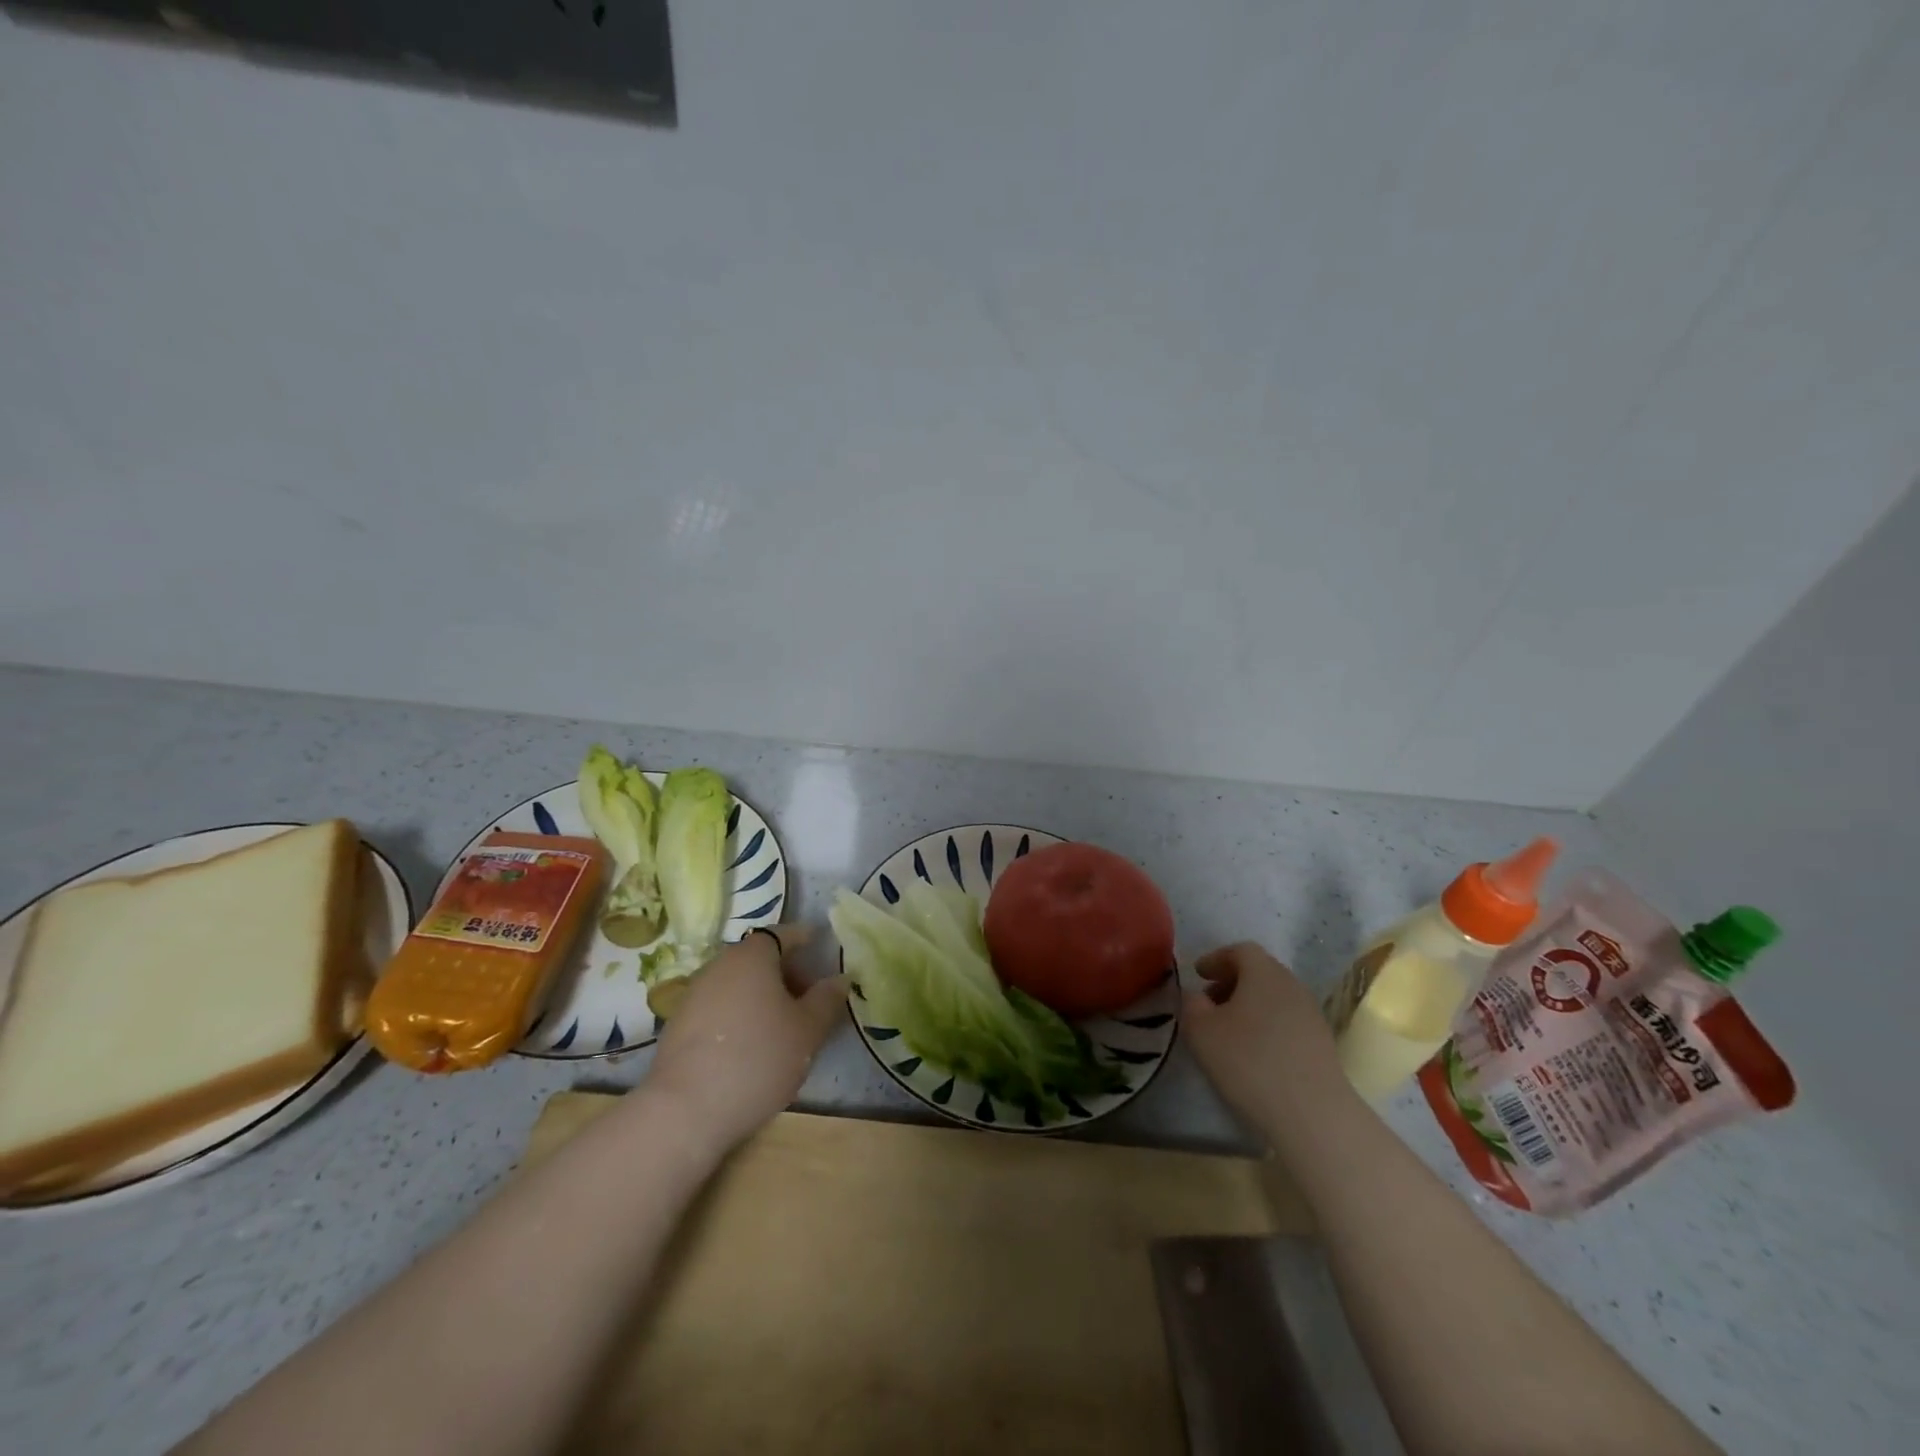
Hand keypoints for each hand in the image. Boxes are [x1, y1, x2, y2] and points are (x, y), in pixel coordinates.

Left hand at [642, 928, 848, 1152]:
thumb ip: (827, 1000)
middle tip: (809, 1000)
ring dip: (762, 996)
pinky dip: (740, 1015)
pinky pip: (720, 1007)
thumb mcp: (807, 1031)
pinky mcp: (678, 1025)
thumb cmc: (757, 1059)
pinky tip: (750, 1046)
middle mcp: (720, 965)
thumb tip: (839, 979)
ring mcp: (694, 994)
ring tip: (783, 1028)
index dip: (804, 940)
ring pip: (738, 984)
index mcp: (752, 956)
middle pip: (759, 959)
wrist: (684, 1111)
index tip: (819, 950)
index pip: (782, 934)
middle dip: (786, 973)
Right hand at [1182, 942, 1348, 1138]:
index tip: (1198, 974)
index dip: (1216, 959)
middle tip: (1209, 1001)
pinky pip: (1287, 1021)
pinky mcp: (1322, 1044)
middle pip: (1260, 972)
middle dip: (1232, 982)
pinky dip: (1267, 1025)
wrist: (1313, 1114)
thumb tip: (1197, 997)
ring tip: (1229, 1030)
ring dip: (1250, 1005)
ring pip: (1275, 998)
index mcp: (1264, 973)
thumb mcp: (1201, 1031)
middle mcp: (1292, 985)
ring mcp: (1312, 1015)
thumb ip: (1191, 1005)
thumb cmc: (1249, 1062)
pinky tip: (1254, 1052)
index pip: (1240, 951)